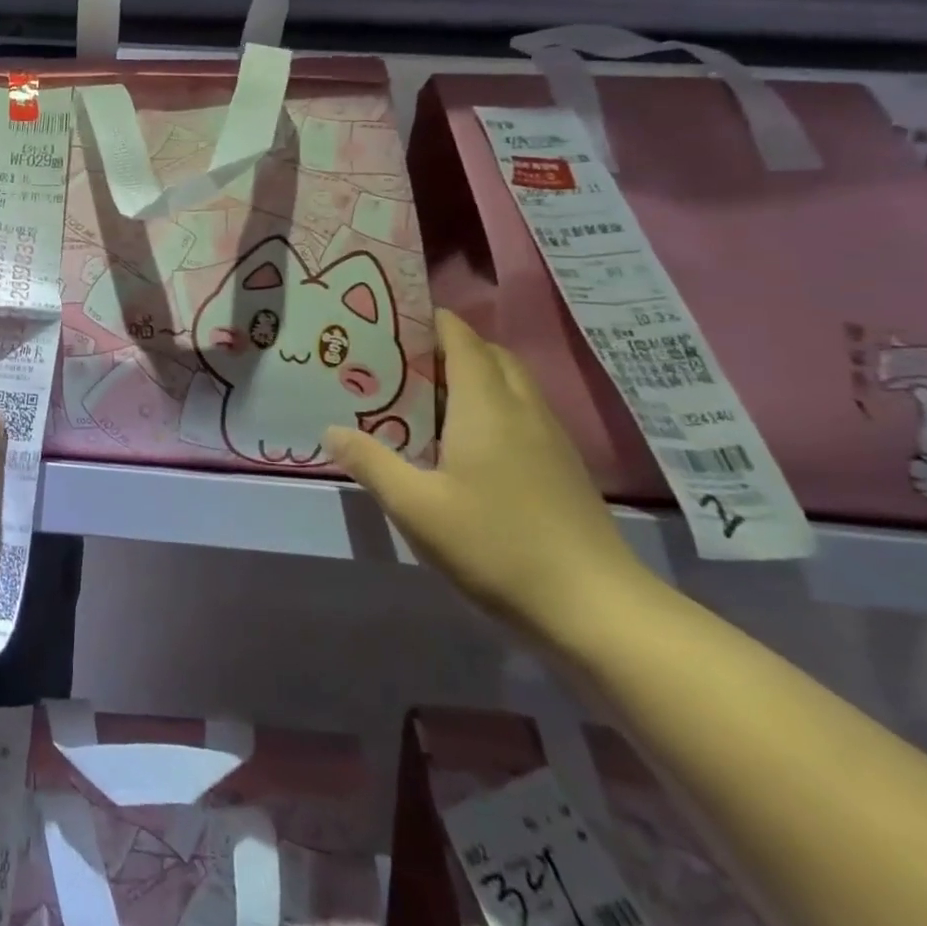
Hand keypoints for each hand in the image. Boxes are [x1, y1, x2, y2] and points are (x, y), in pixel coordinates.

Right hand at [326, 310, 659, 644]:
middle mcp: (522, 410)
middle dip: (450, 346)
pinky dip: (489, 406)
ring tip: (424, 396)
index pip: (463, 340)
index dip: (433, 321)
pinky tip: (462, 442)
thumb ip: (370, 462)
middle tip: (401, 360)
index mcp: (486, 407)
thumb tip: (331, 430)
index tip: (395, 317)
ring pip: (510, 385)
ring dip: (472, 376)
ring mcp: (550, 439)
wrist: (595, 608)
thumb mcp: (415, 506)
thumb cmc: (496, 545)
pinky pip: (521, 413)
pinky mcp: (561, 468)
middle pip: (490, 356)